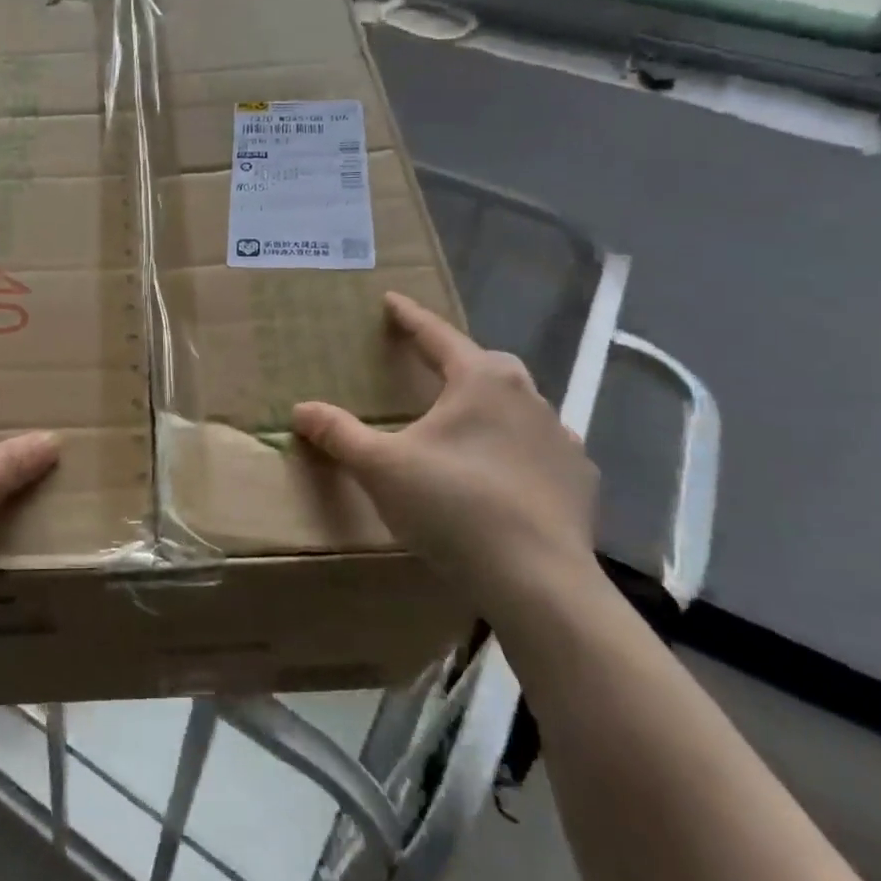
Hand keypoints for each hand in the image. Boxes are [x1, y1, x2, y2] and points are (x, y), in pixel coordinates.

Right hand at [292, 292, 598, 616]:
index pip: (437, 336)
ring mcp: (561, 437)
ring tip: (464, 427)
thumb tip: (301, 409)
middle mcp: (527, 396)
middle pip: (484, 365)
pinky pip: (540, 449)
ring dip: (488, 408)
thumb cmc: (452, 506)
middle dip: (455, 362)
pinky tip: (503, 474)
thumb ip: (339, 434)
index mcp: (480, 380)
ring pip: (517, 407)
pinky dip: (518, 450)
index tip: (392, 300)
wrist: (537, 580)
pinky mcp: (579, 478)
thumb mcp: (380, 468)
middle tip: (429, 369)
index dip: (410, 317)